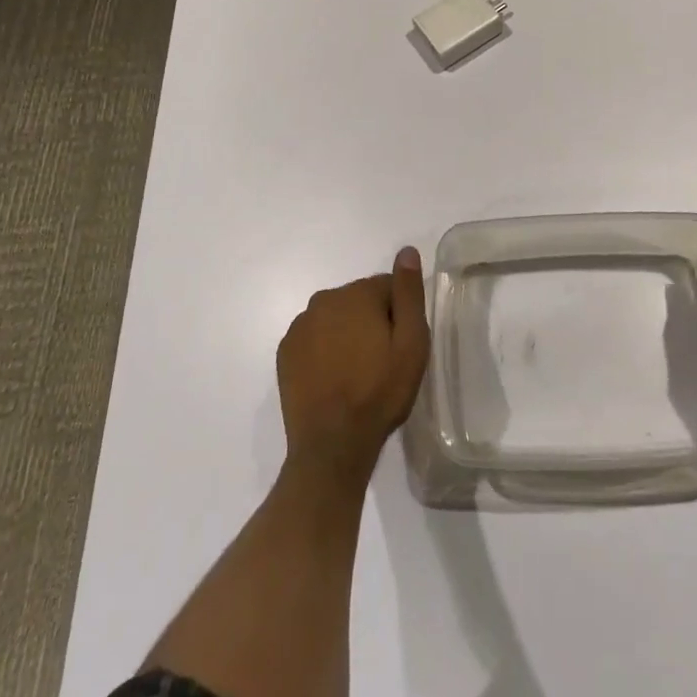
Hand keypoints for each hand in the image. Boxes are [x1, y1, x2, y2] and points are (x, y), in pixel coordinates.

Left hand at [276, 248, 429, 489]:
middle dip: (372, 321)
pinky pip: (314, 338)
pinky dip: (324, 350)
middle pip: (359, 300)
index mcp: (357, 294)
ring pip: (335, 318)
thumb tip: (406, 251)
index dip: (399, 315)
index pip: (387, 287)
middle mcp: (324, 299)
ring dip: (347, 334)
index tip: (401, 345)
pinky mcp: (285, 352)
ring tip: (357, 372)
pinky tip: (333, 378)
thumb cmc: (379, 392)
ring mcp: (300, 326)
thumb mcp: (411, 344)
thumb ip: (408, 293)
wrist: (331, 445)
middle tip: (381, 361)